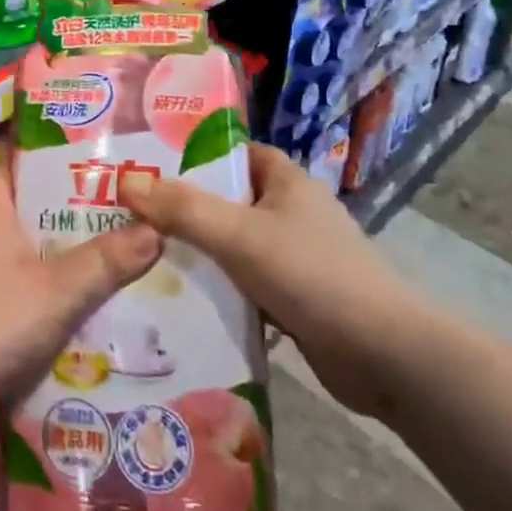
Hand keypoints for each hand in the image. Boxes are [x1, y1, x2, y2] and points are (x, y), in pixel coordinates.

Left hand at [0, 137, 160, 404]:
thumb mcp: (57, 290)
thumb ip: (105, 261)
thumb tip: (156, 227)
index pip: (4, 162)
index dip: (27, 144)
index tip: (63, 135)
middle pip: (18, 206)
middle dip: (57, 201)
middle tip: (107, 197)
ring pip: (19, 249)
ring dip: (53, 248)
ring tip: (104, 249)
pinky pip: (16, 288)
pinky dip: (43, 288)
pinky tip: (74, 305)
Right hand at [119, 143, 430, 418]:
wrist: (386, 357)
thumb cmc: (312, 275)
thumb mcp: (238, 235)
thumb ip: (182, 208)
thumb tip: (125, 182)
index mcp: (286, 181)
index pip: (232, 153)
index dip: (192, 155)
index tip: (147, 165)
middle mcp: (292, 212)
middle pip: (227, 200)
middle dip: (184, 208)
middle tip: (131, 215)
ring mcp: (296, 257)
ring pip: (234, 245)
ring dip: (199, 253)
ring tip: (143, 256)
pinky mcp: (297, 299)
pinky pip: (246, 284)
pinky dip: (220, 290)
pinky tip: (181, 301)